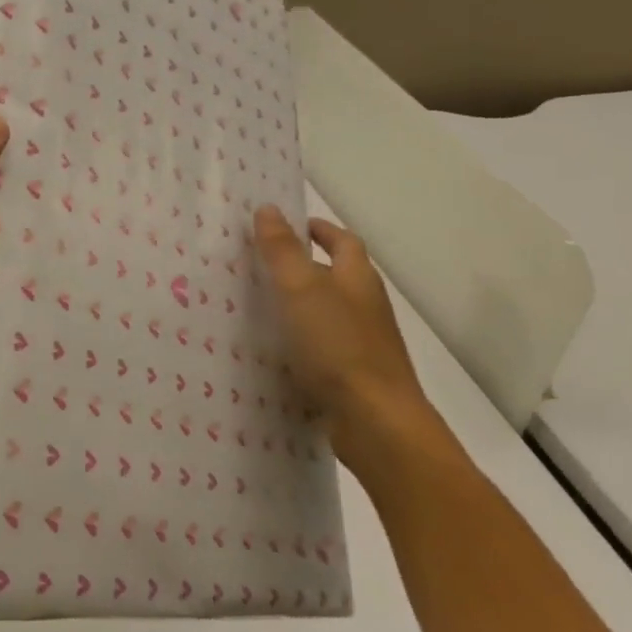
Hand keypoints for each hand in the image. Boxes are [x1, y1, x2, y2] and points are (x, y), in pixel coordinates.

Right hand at [253, 206, 455, 480]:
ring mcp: (361, 344)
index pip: (342, 241)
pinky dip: (299, 341)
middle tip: (259, 262)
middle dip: (303, 265)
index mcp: (357, 279)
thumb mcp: (301, 289)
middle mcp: (364, 307)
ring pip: (326, 313)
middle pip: (335, 276)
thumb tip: (268, 208)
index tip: (291, 224)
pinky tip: (271, 351)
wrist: (376, 422)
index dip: (319, 229)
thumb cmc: (338, 346)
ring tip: (255, 305)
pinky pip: (321, 347)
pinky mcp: (352, 376)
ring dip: (298, 305)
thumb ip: (282, 250)